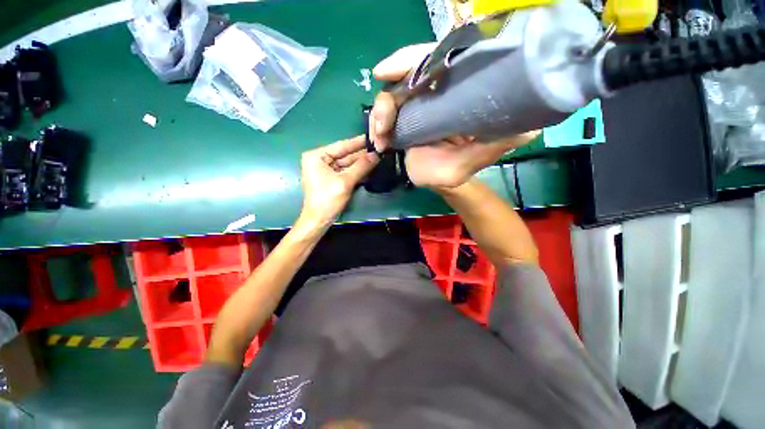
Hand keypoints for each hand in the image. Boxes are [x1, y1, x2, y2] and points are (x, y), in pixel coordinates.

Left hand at [300, 136, 378, 226]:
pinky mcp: (331, 179)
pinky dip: (356, 172)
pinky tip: (369, 168)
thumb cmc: (328, 199)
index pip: (341, 146)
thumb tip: (376, 155)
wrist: (319, 220)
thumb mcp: (345, 181)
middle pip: (344, 155)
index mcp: (317, 156)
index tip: (372, 137)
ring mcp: (325, 170)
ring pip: (347, 164)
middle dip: (361, 154)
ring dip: (361, 163)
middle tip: (379, 149)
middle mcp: (319, 160)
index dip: (358, 142)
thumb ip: (361, 166)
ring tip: (378, 157)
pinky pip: (346, 172)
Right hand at [369, 44, 538, 188]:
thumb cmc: (457, 171)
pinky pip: (385, 114)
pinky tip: (380, 143)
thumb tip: (530, 129)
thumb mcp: (475, 160)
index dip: (411, 60)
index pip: (435, 61)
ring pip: (391, 96)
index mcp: (456, 94)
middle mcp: (436, 94)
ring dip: (380, 116)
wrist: (439, 181)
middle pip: (405, 77)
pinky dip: (377, 126)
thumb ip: (495, 146)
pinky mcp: (404, 119)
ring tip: (381, 140)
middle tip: (382, 124)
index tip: (386, 72)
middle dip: (389, 100)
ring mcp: (417, 106)